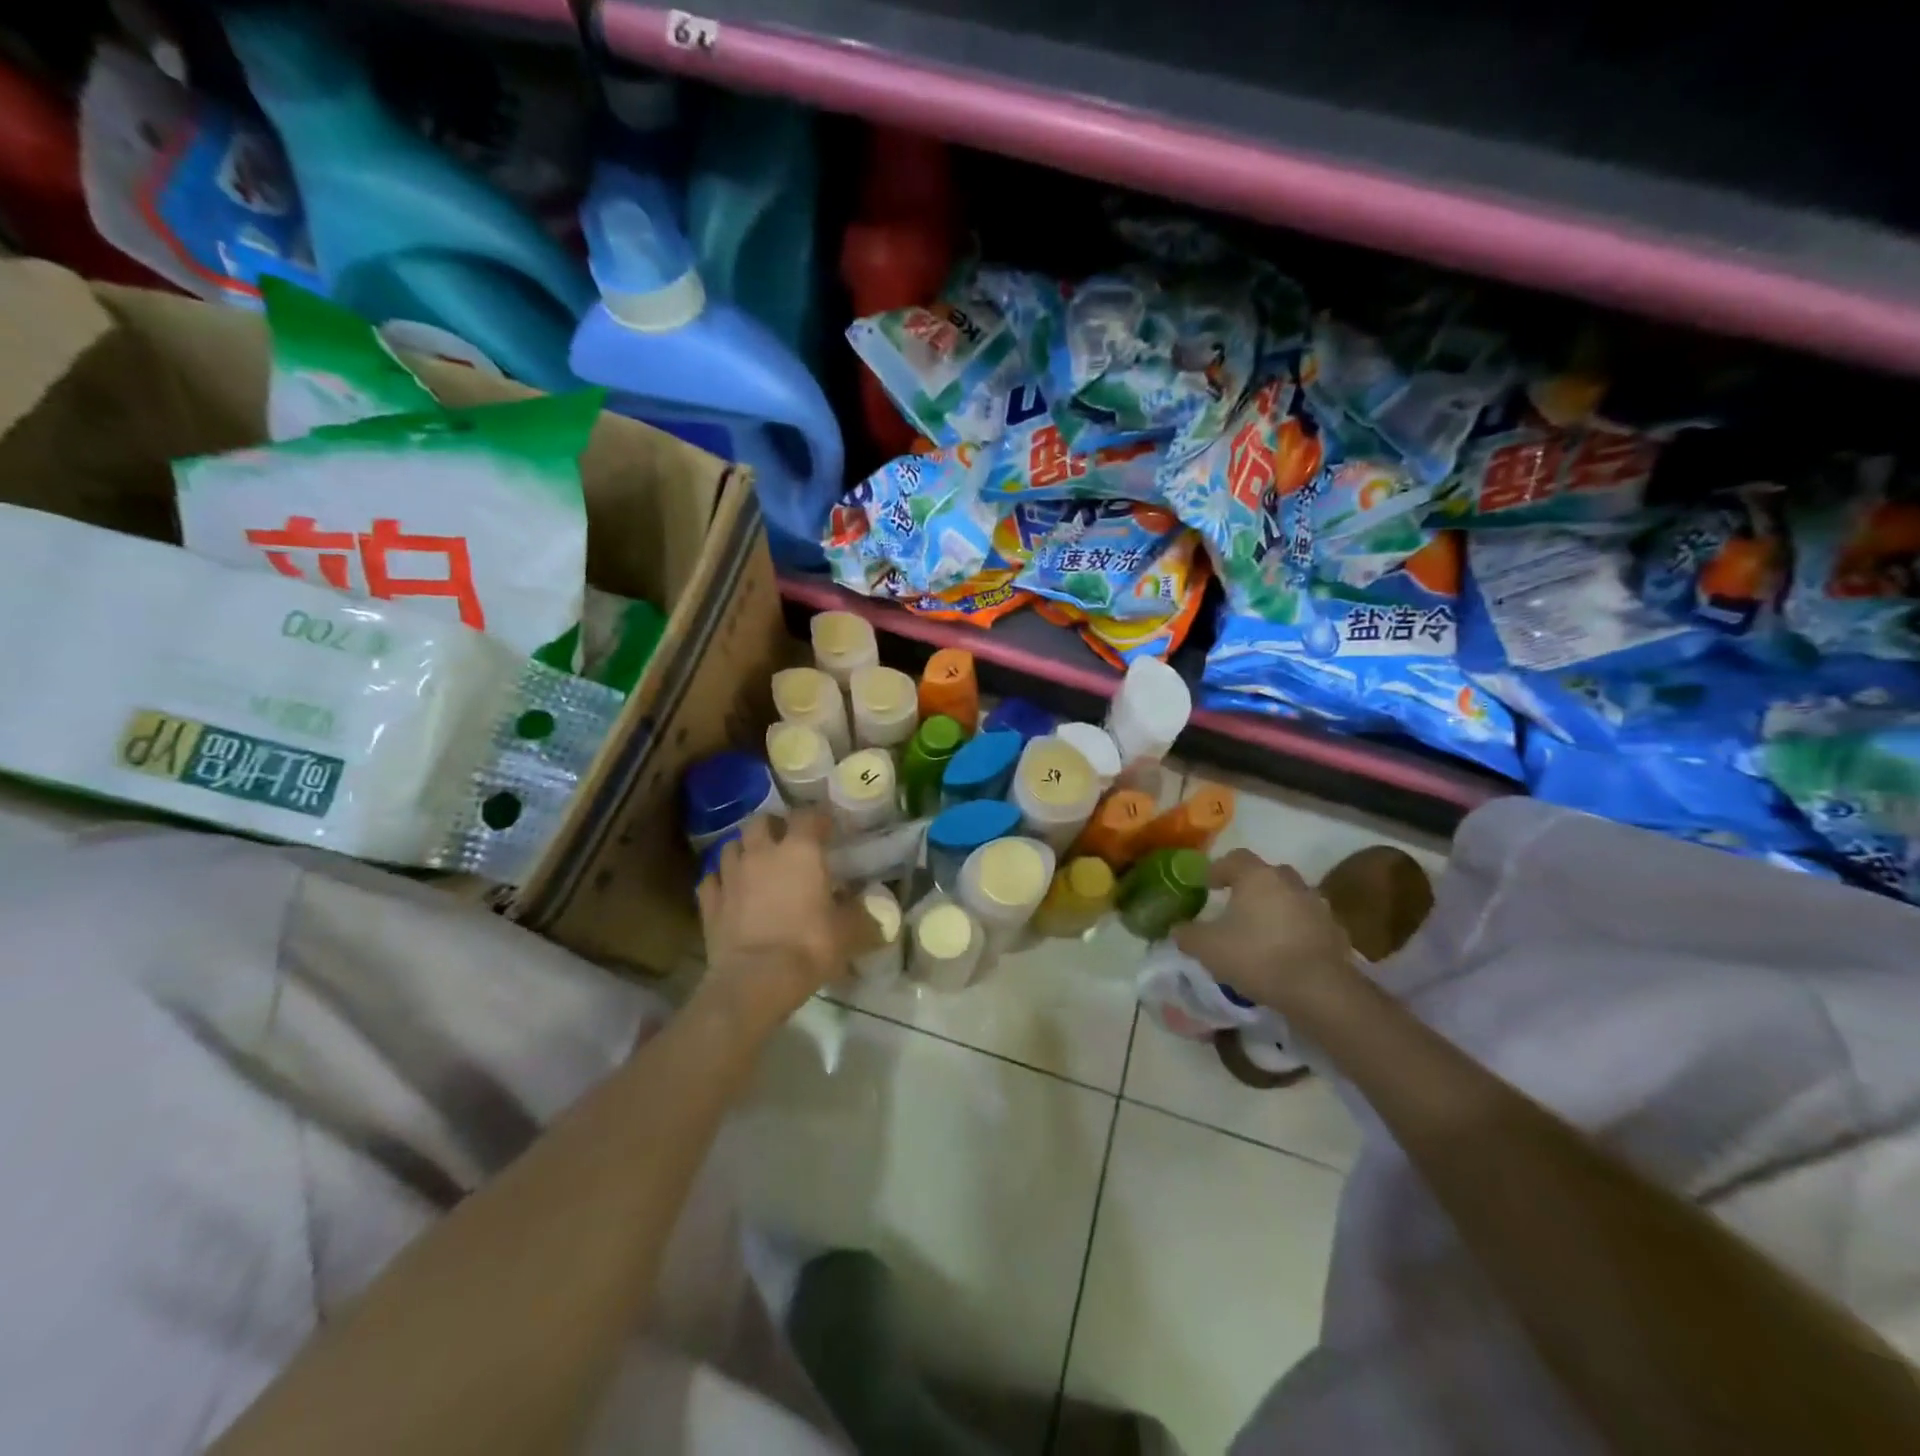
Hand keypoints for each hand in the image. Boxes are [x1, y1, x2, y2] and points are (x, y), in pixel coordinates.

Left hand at [696, 811, 875, 1030]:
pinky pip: (712, 879)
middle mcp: (762, 853)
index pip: (808, 816)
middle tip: (786, 842)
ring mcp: (731, 875)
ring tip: (756, 864)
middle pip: (761, 821)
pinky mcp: (709, 901)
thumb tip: (879, 912)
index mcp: (800, 851)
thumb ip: (863, 916)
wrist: (754, 980)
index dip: (818, 819)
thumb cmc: (808, 946)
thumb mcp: (848, 932)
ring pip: (732, 846)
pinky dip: (721, 881)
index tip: (828, 830)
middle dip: (774, 826)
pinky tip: (730, 891)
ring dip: (745, 849)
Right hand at [1173, 850, 1352, 1012]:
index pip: (1235, 858)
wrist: (1318, 990)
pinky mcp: (1335, 931)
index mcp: (1257, 877)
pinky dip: (1297, 929)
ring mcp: (1317, 905)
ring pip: (1290, 897)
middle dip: (1251, 885)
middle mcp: (1289, 882)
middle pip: (1267, 874)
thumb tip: (1177, 929)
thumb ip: (1187, 934)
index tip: (1207, 885)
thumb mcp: (1207, 948)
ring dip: (1276, 907)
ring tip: (1262, 930)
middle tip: (1236, 905)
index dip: (1218, 869)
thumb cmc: (1256, 957)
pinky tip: (1286, 950)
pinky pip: (1309, 922)